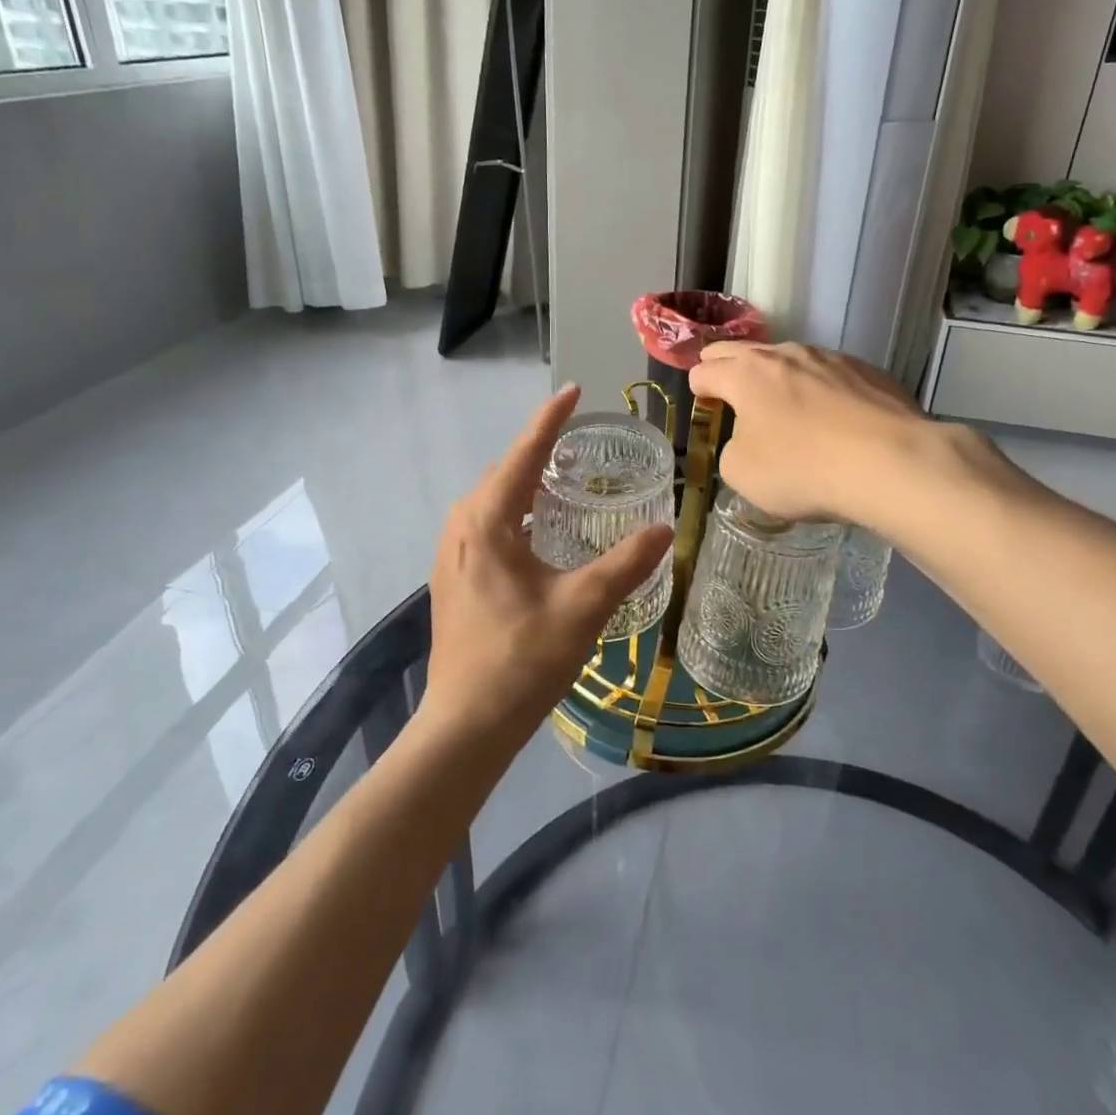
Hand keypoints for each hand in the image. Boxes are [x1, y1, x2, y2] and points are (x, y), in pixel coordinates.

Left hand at [422, 385, 672, 747]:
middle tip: (579, 443)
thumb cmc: (523, 660)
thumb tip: (665, 529)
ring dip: (524, 482)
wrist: (466, 724)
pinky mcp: (452, 578)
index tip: (573, 391)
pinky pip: (484, 524)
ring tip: (563, 479)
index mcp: (487, 523)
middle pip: (503, 473)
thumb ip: (626, 564)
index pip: (522, 455)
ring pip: (491, 500)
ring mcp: (450, 554)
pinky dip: (513, 511)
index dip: (549, 420)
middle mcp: (461, 528)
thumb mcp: (583, 607)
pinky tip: (538, 531)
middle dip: (538, 450)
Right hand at [688, 342, 997, 529]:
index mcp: (745, 373)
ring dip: (777, 378)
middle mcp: (785, 354)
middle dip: (726, 368)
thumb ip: (732, 448)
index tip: (706, 410)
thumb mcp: (742, 473)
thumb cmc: (802, 469)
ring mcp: (830, 357)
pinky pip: (829, 374)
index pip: (704, 370)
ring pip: (789, 359)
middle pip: (740, 351)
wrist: (891, 463)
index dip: (698, 390)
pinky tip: (833, 419)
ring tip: (784, 408)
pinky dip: (819, 390)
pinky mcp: (868, 370)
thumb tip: (748, 439)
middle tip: (728, 394)